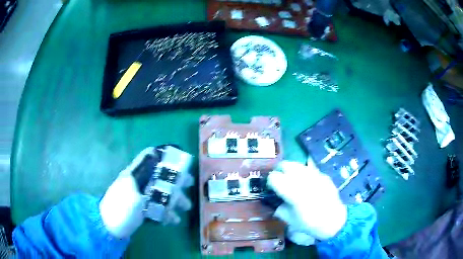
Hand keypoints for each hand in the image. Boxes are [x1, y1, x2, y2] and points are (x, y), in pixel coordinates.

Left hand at [99, 147, 192, 237]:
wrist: (111, 226)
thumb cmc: (121, 205)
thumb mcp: (131, 186)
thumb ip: (143, 171)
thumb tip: (153, 151)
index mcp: (135, 173)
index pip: (149, 157)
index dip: (163, 154)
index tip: (179, 158)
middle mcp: (140, 183)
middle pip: (160, 176)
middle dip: (176, 179)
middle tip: (190, 183)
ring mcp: (142, 197)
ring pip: (162, 194)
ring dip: (175, 199)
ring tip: (186, 207)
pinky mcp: (143, 210)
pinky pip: (158, 209)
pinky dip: (167, 213)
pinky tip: (174, 219)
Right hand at [267, 160, 346, 243]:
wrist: (334, 221)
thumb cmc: (310, 223)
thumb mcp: (290, 220)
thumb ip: (280, 208)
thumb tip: (276, 202)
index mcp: (292, 192)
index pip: (274, 177)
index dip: (270, 181)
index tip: (271, 188)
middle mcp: (303, 179)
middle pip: (285, 165)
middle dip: (279, 171)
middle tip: (280, 180)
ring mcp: (315, 175)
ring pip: (298, 164)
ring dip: (291, 170)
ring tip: (292, 179)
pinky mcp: (323, 175)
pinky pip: (310, 168)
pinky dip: (304, 172)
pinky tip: (306, 181)